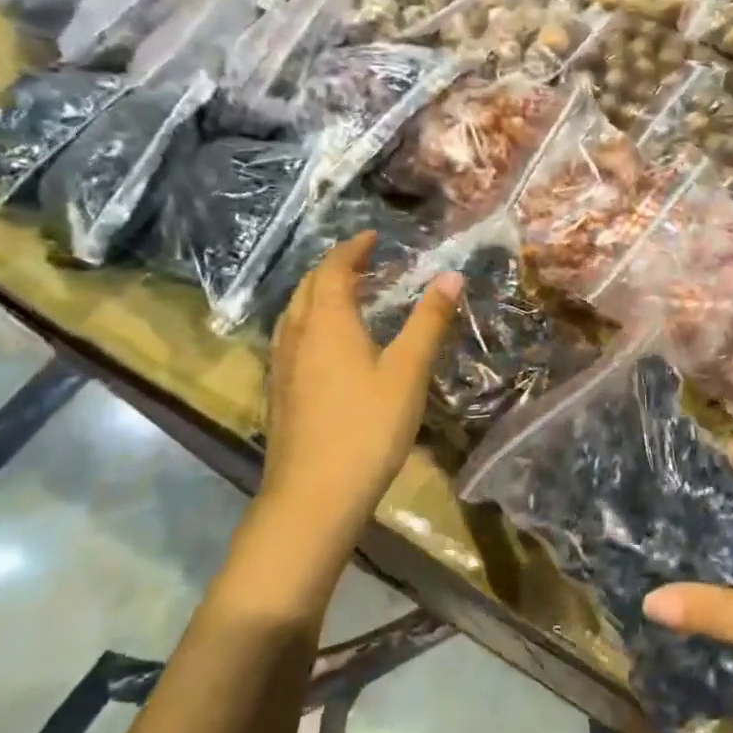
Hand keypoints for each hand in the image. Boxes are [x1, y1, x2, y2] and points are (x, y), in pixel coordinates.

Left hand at [258, 232, 461, 526]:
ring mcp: (283, 365)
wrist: (314, 495)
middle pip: (309, 287)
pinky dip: (312, 322)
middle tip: (364, 262)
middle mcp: (298, 335)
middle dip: (335, 268)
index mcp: (327, 322)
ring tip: (348, 296)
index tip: (373, 236)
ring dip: (320, 294)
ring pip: (296, 313)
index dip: (353, 249)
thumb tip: (451, 274)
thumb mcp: (408, 371)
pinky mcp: (280, 393)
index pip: (334, 269)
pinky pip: (293, 338)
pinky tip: (328, 345)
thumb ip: (429, 321)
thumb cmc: (367, 426)